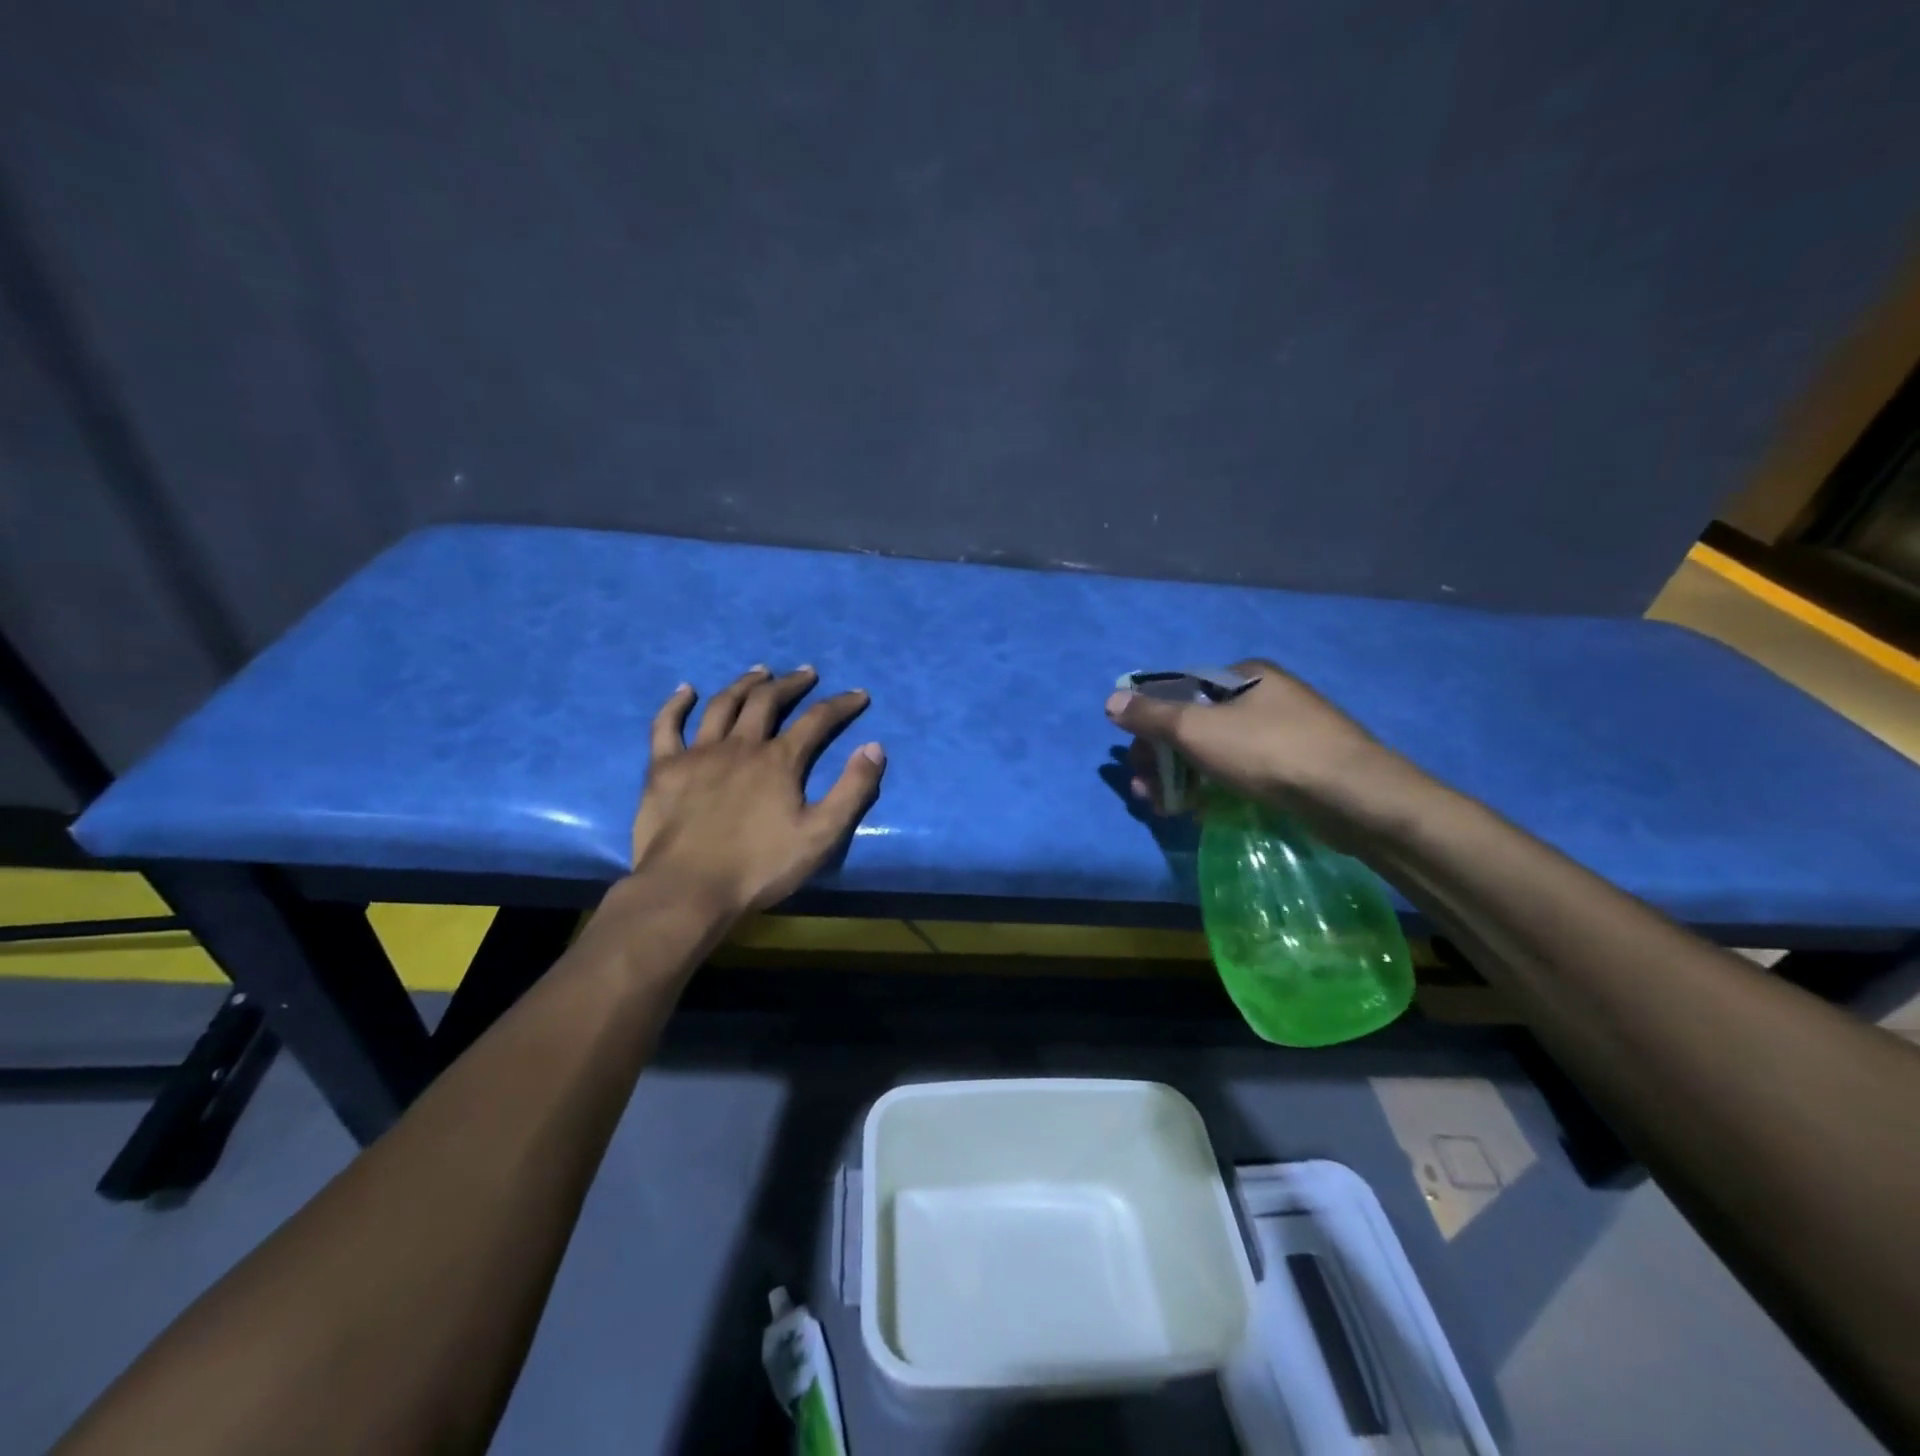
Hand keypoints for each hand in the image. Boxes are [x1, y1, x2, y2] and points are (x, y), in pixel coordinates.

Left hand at [628, 667, 884, 916]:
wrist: (688, 890)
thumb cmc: (759, 867)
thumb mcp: (821, 835)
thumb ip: (852, 790)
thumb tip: (874, 747)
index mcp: (779, 760)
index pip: (817, 720)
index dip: (841, 704)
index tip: (858, 695)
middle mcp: (740, 745)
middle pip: (768, 701)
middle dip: (791, 684)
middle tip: (806, 673)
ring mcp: (698, 753)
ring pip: (723, 705)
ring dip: (744, 684)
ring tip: (759, 671)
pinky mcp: (664, 769)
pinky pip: (667, 726)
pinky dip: (676, 704)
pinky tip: (686, 690)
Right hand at [1105, 658, 1415, 840]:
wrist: (1353, 796)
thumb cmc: (1268, 751)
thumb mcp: (1197, 729)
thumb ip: (1151, 715)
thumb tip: (1111, 700)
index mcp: (1243, 675)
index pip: (1179, 691)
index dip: (1149, 724)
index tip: (1135, 760)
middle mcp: (1264, 695)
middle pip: (1196, 723)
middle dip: (1163, 758)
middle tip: (1147, 792)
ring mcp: (1285, 730)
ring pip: (1217, 751)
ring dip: (1184, 777)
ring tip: (1169, 808)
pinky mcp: (1298, 765)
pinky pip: (1242, 770)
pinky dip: (1216, 786)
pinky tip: (1204, 810)